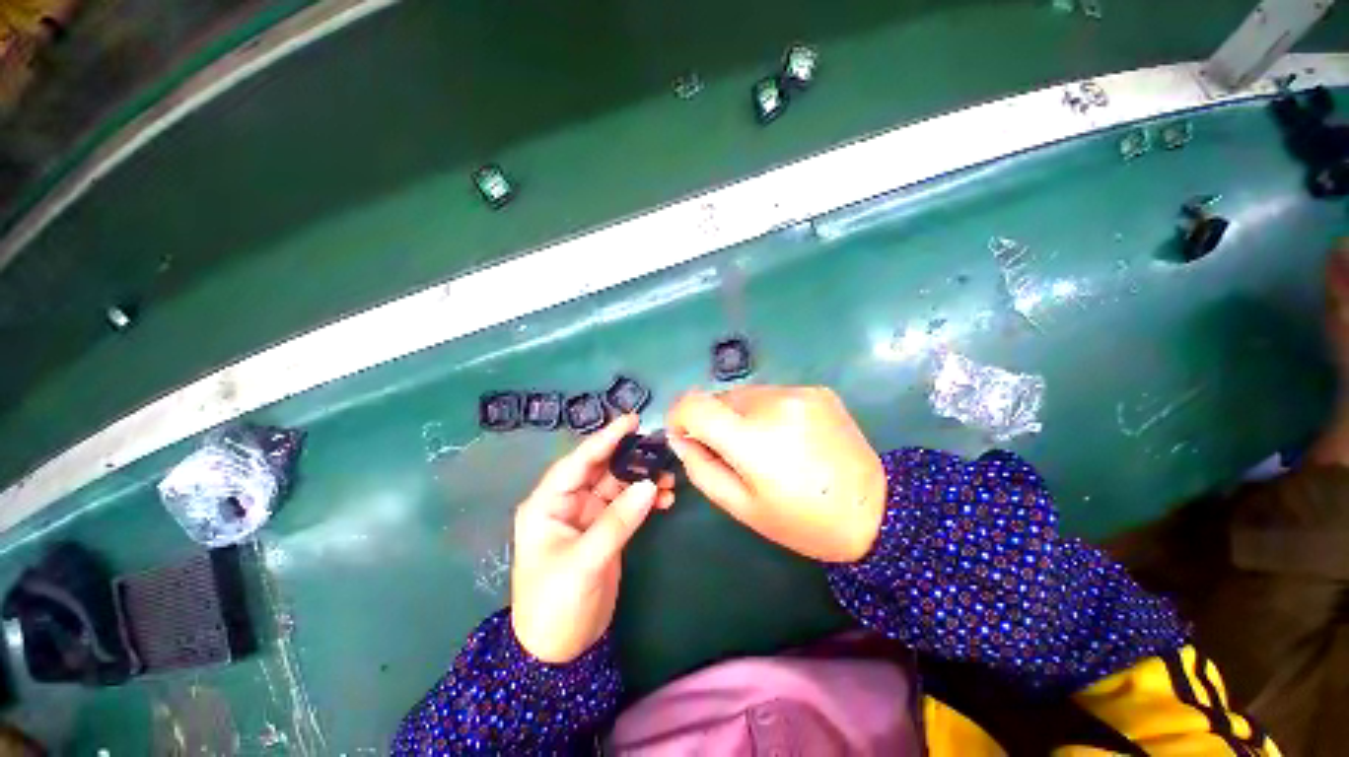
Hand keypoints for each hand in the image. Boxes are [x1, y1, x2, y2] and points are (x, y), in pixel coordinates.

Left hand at [510, 414, 675, 662]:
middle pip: (602, 469)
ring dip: (643, 479)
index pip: (578, 462)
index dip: (604, 439)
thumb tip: (648, 484)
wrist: (560, 652)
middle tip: (660, 446)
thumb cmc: (555, 605)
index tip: (631, 420)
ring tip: (669, 477)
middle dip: (630, 458)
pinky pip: (628, 505)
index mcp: (548, 503)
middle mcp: (567, 503)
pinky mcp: (606, 529)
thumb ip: (617, 521)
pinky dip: (646, 499)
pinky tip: (665, 499)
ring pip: (619, 485)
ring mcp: (588, 516)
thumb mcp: (584, 562)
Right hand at [666, 386, 885, 562]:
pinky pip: (773, 395)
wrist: (875, 511)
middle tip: (734, 452)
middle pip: (719, 399)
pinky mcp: (817, 391)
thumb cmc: (803, 520)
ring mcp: (799, 393)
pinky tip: (789, 436)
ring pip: (745, 395)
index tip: (684, 434)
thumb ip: (700, 468)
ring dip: (742, 416)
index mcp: (752, 440)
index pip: (694, 405)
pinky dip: (768, 411)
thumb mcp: (741, 507)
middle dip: (715, 422)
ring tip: (766, 445)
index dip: (679, 415)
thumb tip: (681, 438)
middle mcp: (773, 404)